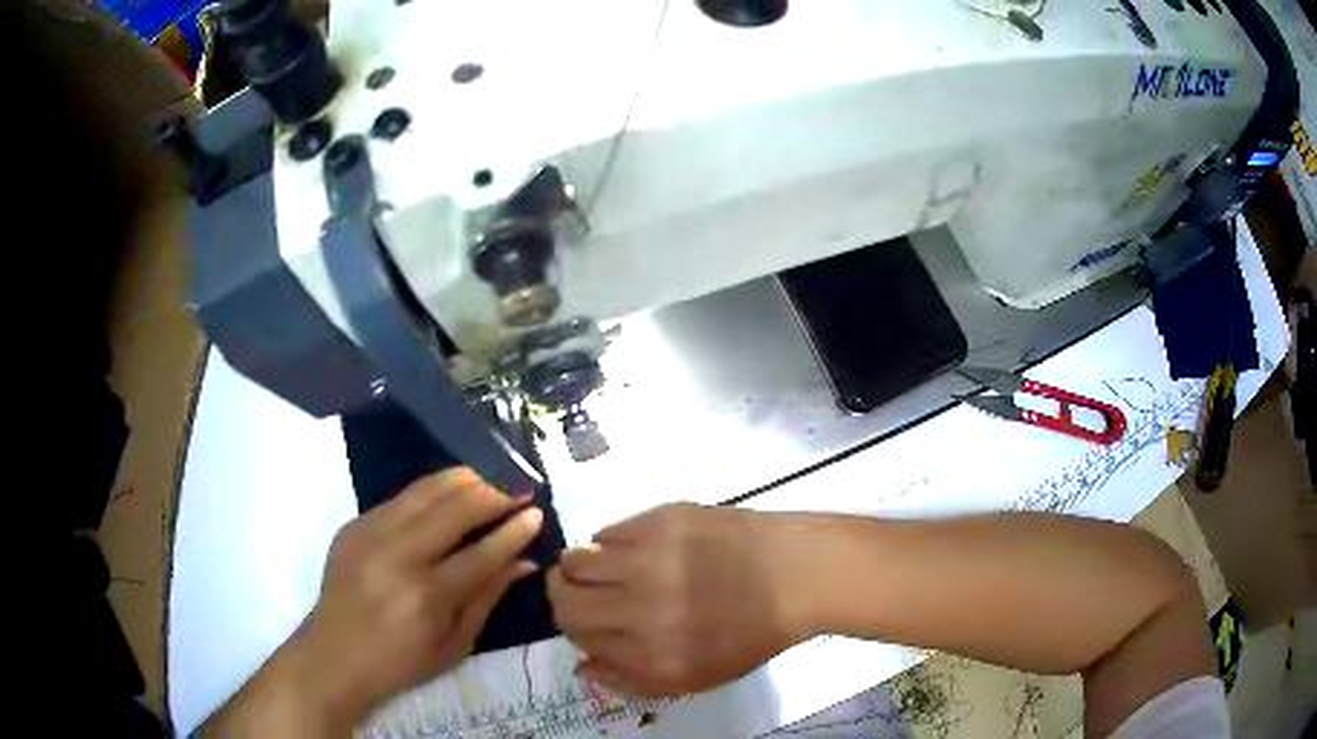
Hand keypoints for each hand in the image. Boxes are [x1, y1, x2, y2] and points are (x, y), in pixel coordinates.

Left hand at [220, 468, 543, 733]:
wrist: (333, 654)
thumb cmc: (401, 662)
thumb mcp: (455, 644)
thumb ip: (489, 597)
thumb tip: (525, 561)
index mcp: (427, 597)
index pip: (482, 552)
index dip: (513, 530)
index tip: (537, 512)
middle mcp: (398, 556)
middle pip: (455, 507)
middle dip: (493, 491)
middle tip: (519, 486)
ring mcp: (371, 534)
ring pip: (426, 489)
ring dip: (465, 478)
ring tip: (492, 476)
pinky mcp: (354, 524)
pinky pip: (401, 496)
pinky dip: (433, 489)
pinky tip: (451, 490)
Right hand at [547, 503, 808, 696]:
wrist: (796, 575)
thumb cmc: (750, 634)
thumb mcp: (695, 678)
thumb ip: (631, 680)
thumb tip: (582, 662)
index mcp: (651, 652)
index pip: (576, 635)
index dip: (575, 629)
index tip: (590, 623)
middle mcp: (640, 606)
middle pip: (563, 597)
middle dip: (564, 597)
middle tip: (583, 595)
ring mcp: (649, 557)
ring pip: (575, 558)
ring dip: (581, 568)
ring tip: (607, 570)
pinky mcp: (661, 518)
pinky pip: (608, 531)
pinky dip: (611, 544)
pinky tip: (638, 550)